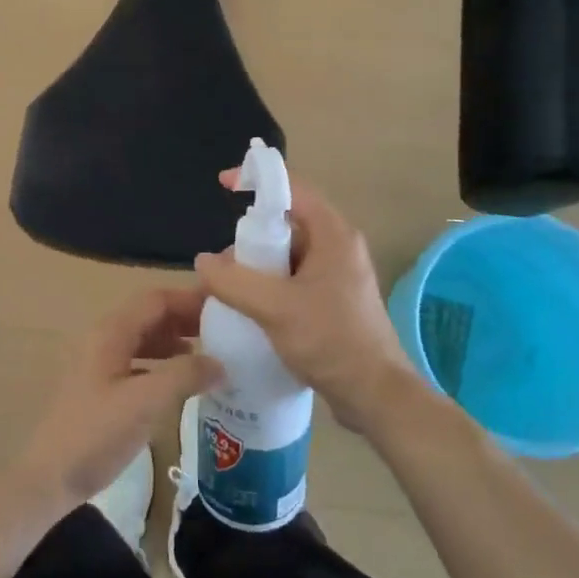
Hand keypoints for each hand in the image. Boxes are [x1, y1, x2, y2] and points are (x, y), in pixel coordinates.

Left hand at [9, 288, 224, 514]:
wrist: (49, 478)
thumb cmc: (96, 434)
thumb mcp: (146, 402)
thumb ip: (185, 375)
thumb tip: (220, 363)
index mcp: (111, 332)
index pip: (156, 299)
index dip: (190, 299)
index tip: (224, 305)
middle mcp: (103, 338)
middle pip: (149, 314)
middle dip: (185, 318)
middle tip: (223, 329)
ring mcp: (99, 362)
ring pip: (143, 337)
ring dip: (175, 339)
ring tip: (208, 351)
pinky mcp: (99, 385)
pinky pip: (137, 360)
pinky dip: (162, 361)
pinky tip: (179, 379)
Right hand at [194, 174, 415, 435]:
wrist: (375, 396)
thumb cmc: (331, 341)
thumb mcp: (275, 308)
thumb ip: (234, 281)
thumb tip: (203, 261)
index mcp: (333, 234)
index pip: (292, 188)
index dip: (258, 180)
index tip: (224, 185)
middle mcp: (338, 247)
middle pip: (287, 223)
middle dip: (251, 238)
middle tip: (224, 263)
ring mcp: (338, 276)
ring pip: (288, 256)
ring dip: (258, 267)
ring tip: (231, 291)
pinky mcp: (334, 302)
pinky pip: (294, 281)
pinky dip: (271, 287)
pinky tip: (251, 310)